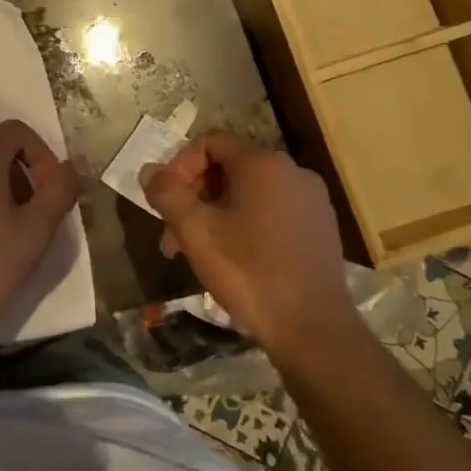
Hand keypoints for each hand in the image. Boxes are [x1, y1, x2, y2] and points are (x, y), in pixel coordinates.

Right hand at [141, 133, 354, 361]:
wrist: (312, 327)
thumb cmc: (247, 270)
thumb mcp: (194, 230)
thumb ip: (166, 193)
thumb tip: (150, 171)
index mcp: (263, 164)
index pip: (210, 143)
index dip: (180, 166)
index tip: (167, 201)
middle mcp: (293, 172)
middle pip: (229, 169)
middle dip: (195, 196)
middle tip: (174, 234)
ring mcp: (312, 201)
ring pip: (249, 193)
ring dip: (216, 214)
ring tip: (196, 252)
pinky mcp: (321, 228)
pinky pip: (272, 211)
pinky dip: (245, 224)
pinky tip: (233, 258)